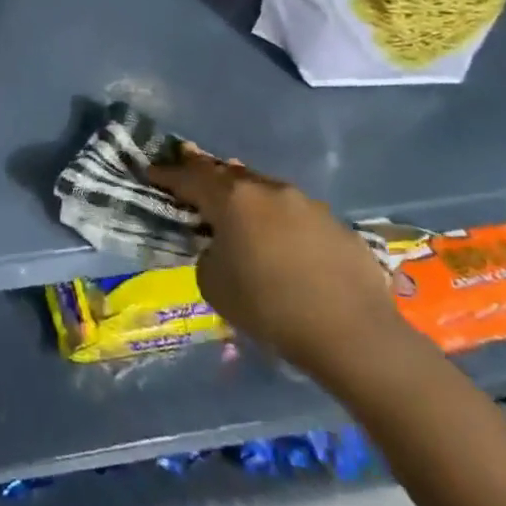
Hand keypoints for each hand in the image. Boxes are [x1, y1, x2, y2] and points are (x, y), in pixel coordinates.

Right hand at [149, 150, 406, 386]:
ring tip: (238, 207)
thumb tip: (222, 247)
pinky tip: (283, 244)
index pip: (190, 178)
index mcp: (233, 199)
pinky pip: (297, 216)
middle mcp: (269, 190)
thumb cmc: (270, 307)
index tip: (152, 170)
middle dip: (208, 174)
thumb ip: (209, 254)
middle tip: (191, 170)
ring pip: (266, 191)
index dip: (167, 174)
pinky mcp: (338, 226)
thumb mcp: (214, 284)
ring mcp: (308, 205)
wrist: (353, 335)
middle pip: (230, 174)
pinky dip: (281, 222)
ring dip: (248, 197)